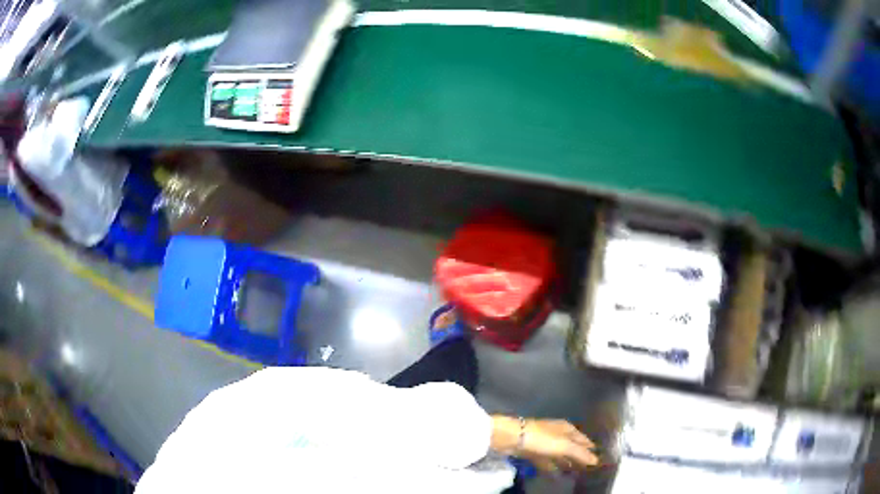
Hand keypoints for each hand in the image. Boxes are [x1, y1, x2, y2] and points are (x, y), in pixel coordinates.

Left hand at [490, 416, 597, 472]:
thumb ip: (580, 453)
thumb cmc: (541, 439)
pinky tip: (555, 474)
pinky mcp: (533, 451)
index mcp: (567, 428)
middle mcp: (557, 433)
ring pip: (558, 454)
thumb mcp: (564, 446)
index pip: (583, 439)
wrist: (511, 437)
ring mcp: (544, 442)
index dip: (590, 449)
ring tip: (574, 474)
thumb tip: (596, 460)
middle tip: (587, 470)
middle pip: (571, 447)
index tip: (598, 461)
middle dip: (578, 457)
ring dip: (565, 463)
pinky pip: (546, 460)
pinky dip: (551, 466)